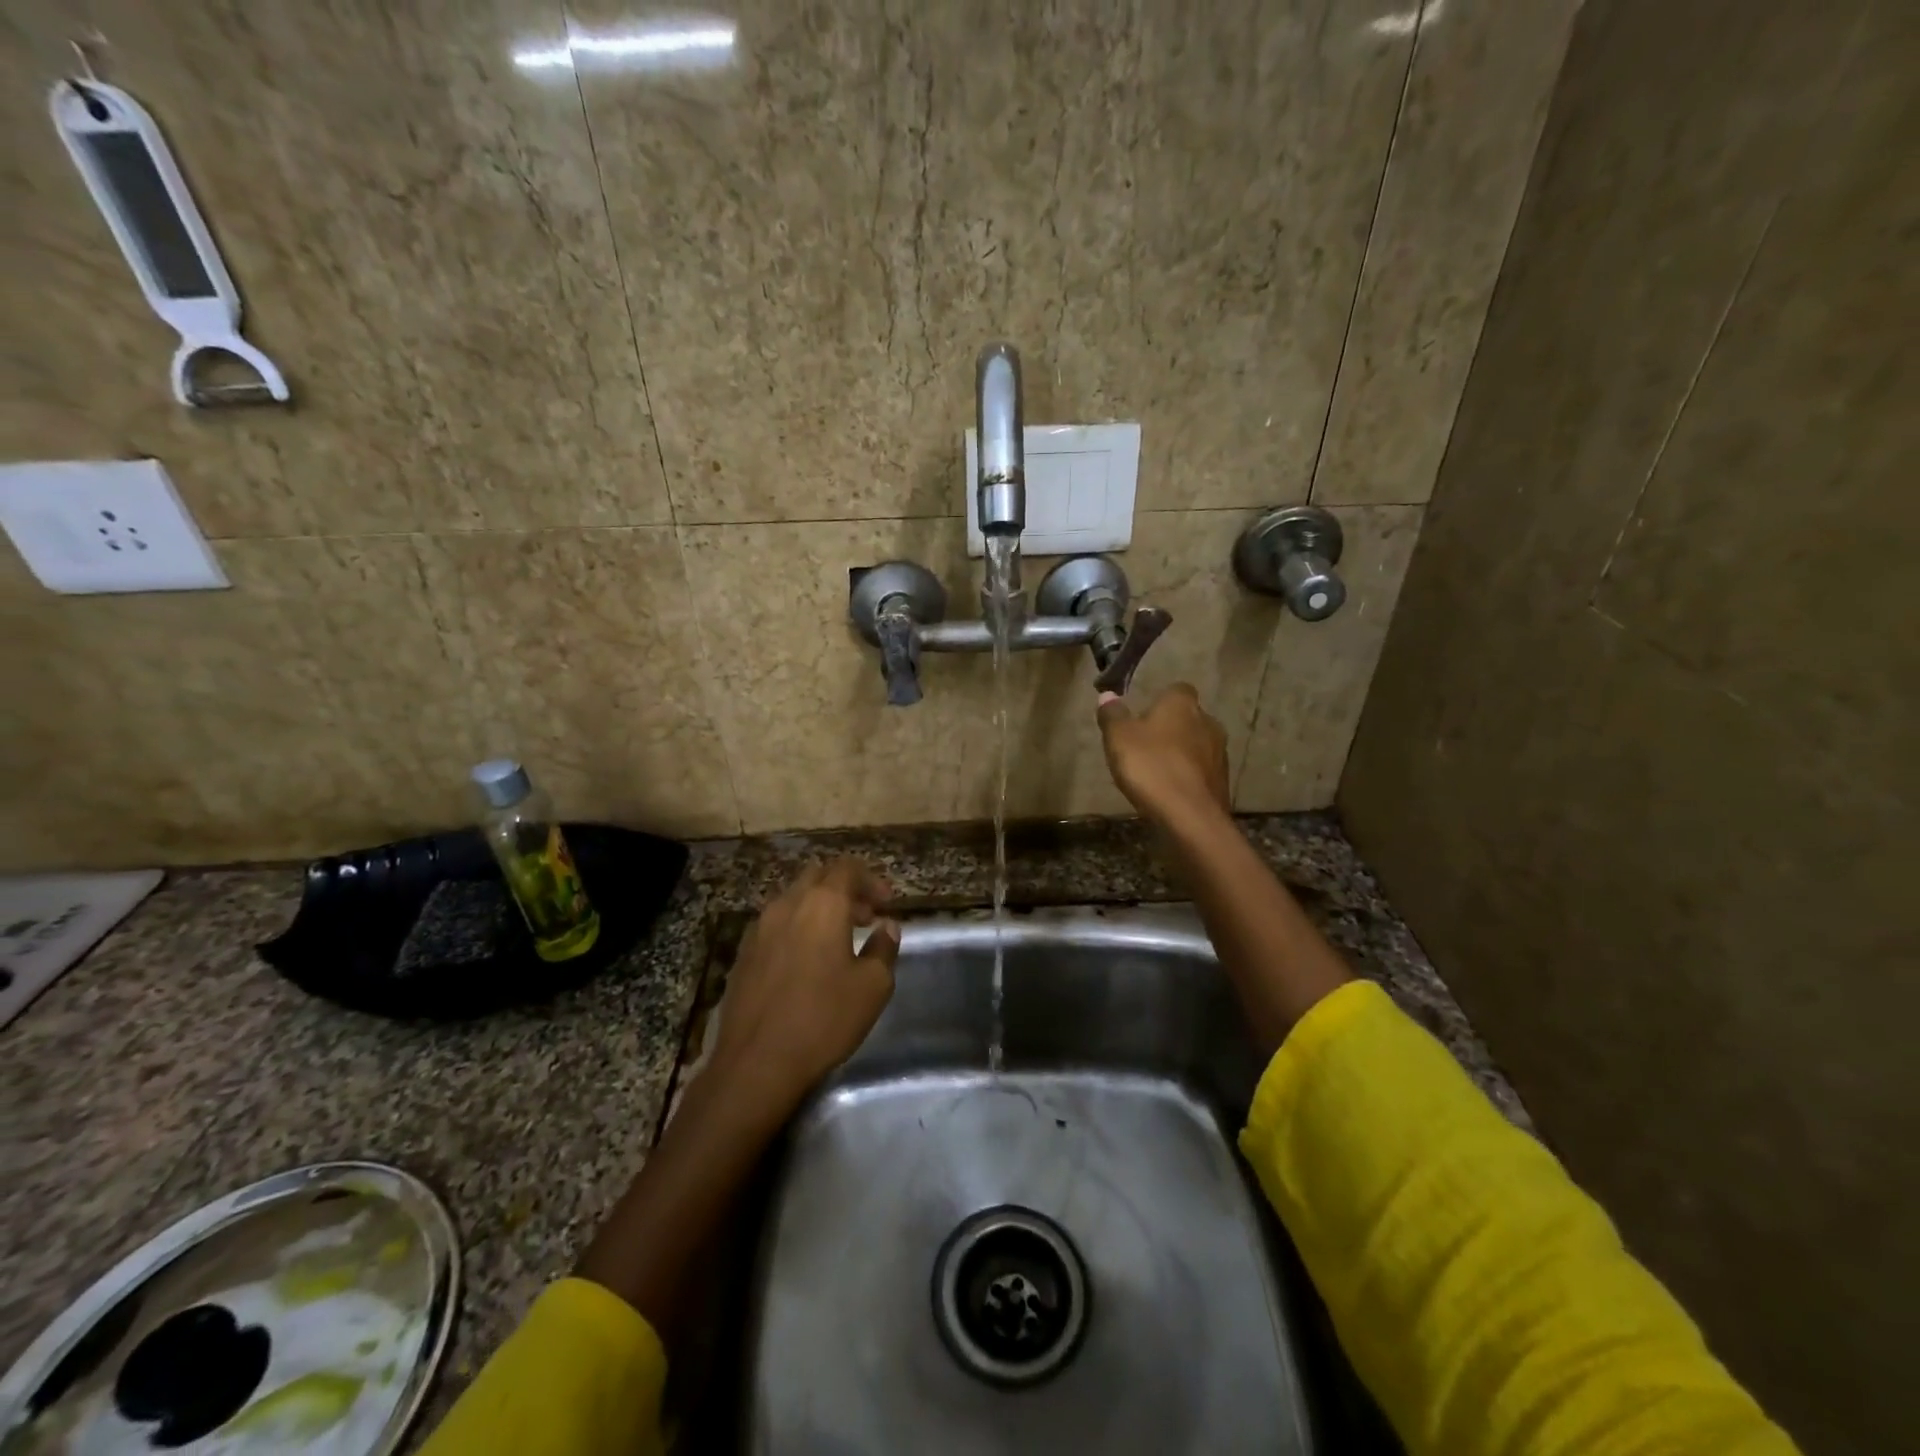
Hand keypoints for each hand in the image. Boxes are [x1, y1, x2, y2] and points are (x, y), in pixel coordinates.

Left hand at [711, 858, 900, 1115]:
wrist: (755, 1062)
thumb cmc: (823, 1019)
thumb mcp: (872, 987)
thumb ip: (883, 948)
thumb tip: (887, 927)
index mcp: (822, 904)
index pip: (847, 868)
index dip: (871, 880)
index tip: (886, 904)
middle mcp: (787, 904)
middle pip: (817, 876)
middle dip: (844, 890)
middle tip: (865, 917)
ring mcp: (759, 928)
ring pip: (793, 899)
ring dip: (819, 908)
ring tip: (838, 940)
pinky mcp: (743, 953)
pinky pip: (775, 924)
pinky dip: (796, 927)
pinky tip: (806, 961)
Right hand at [1098, 683, 1230, 826]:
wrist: (1190, 816)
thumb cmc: (1151, 767)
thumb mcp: (1119, 738)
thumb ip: (1112, 715)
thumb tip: (1107, 695)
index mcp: (1182, 704)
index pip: (1176, 690)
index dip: (1160, 701)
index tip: (1143, 716)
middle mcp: (1208, 721)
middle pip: (1187, 718)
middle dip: (1170, 729)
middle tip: (1145, 746)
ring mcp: (1220, 752)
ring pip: (1196, 745)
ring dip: (1180, 754)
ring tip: (1156, 772)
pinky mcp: (1223, 781)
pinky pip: (1201, 771)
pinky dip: (1188, 776)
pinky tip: (1170, 791)